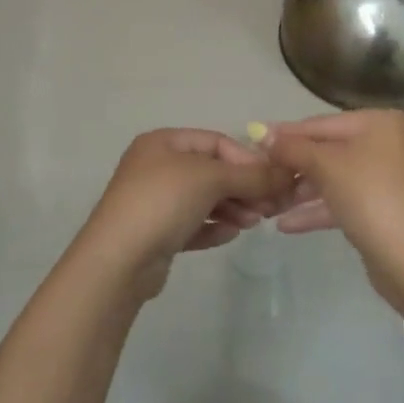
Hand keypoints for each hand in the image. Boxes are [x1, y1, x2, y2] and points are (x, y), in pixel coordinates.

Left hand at [80, 129, 286, 296]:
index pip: (216, 142)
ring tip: (253, 223)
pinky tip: (231, 234)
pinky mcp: (157, 233)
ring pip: (204, 199)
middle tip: (270, 206)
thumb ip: (250, 175)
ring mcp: (155, 201)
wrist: (118, 260)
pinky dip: (214, 226)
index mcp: (164, 143)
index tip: (273, 180)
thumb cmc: (162, 202)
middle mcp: (157, 166)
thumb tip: (286, 174)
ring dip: (233, 208)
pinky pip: (193, 223)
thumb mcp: (210, 179)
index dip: (247, 159)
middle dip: (243, 186)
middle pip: (212, 171)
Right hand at [259, 110, 403, 303]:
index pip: (321, 124)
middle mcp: (385, 144)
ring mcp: (385, 178)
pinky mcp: (381, 209)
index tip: (253, 141)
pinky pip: (342, 201)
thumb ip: (291, 147)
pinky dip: (317, 209)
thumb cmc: (369, 195)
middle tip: (258, 176)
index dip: (286, 134)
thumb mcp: (325, 165)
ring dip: (301, 191)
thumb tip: (260, 131)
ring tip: (267, 203)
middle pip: (327, 150)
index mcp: (379, 122)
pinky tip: (285, 224)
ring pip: (333, 178)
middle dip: (293, 167)